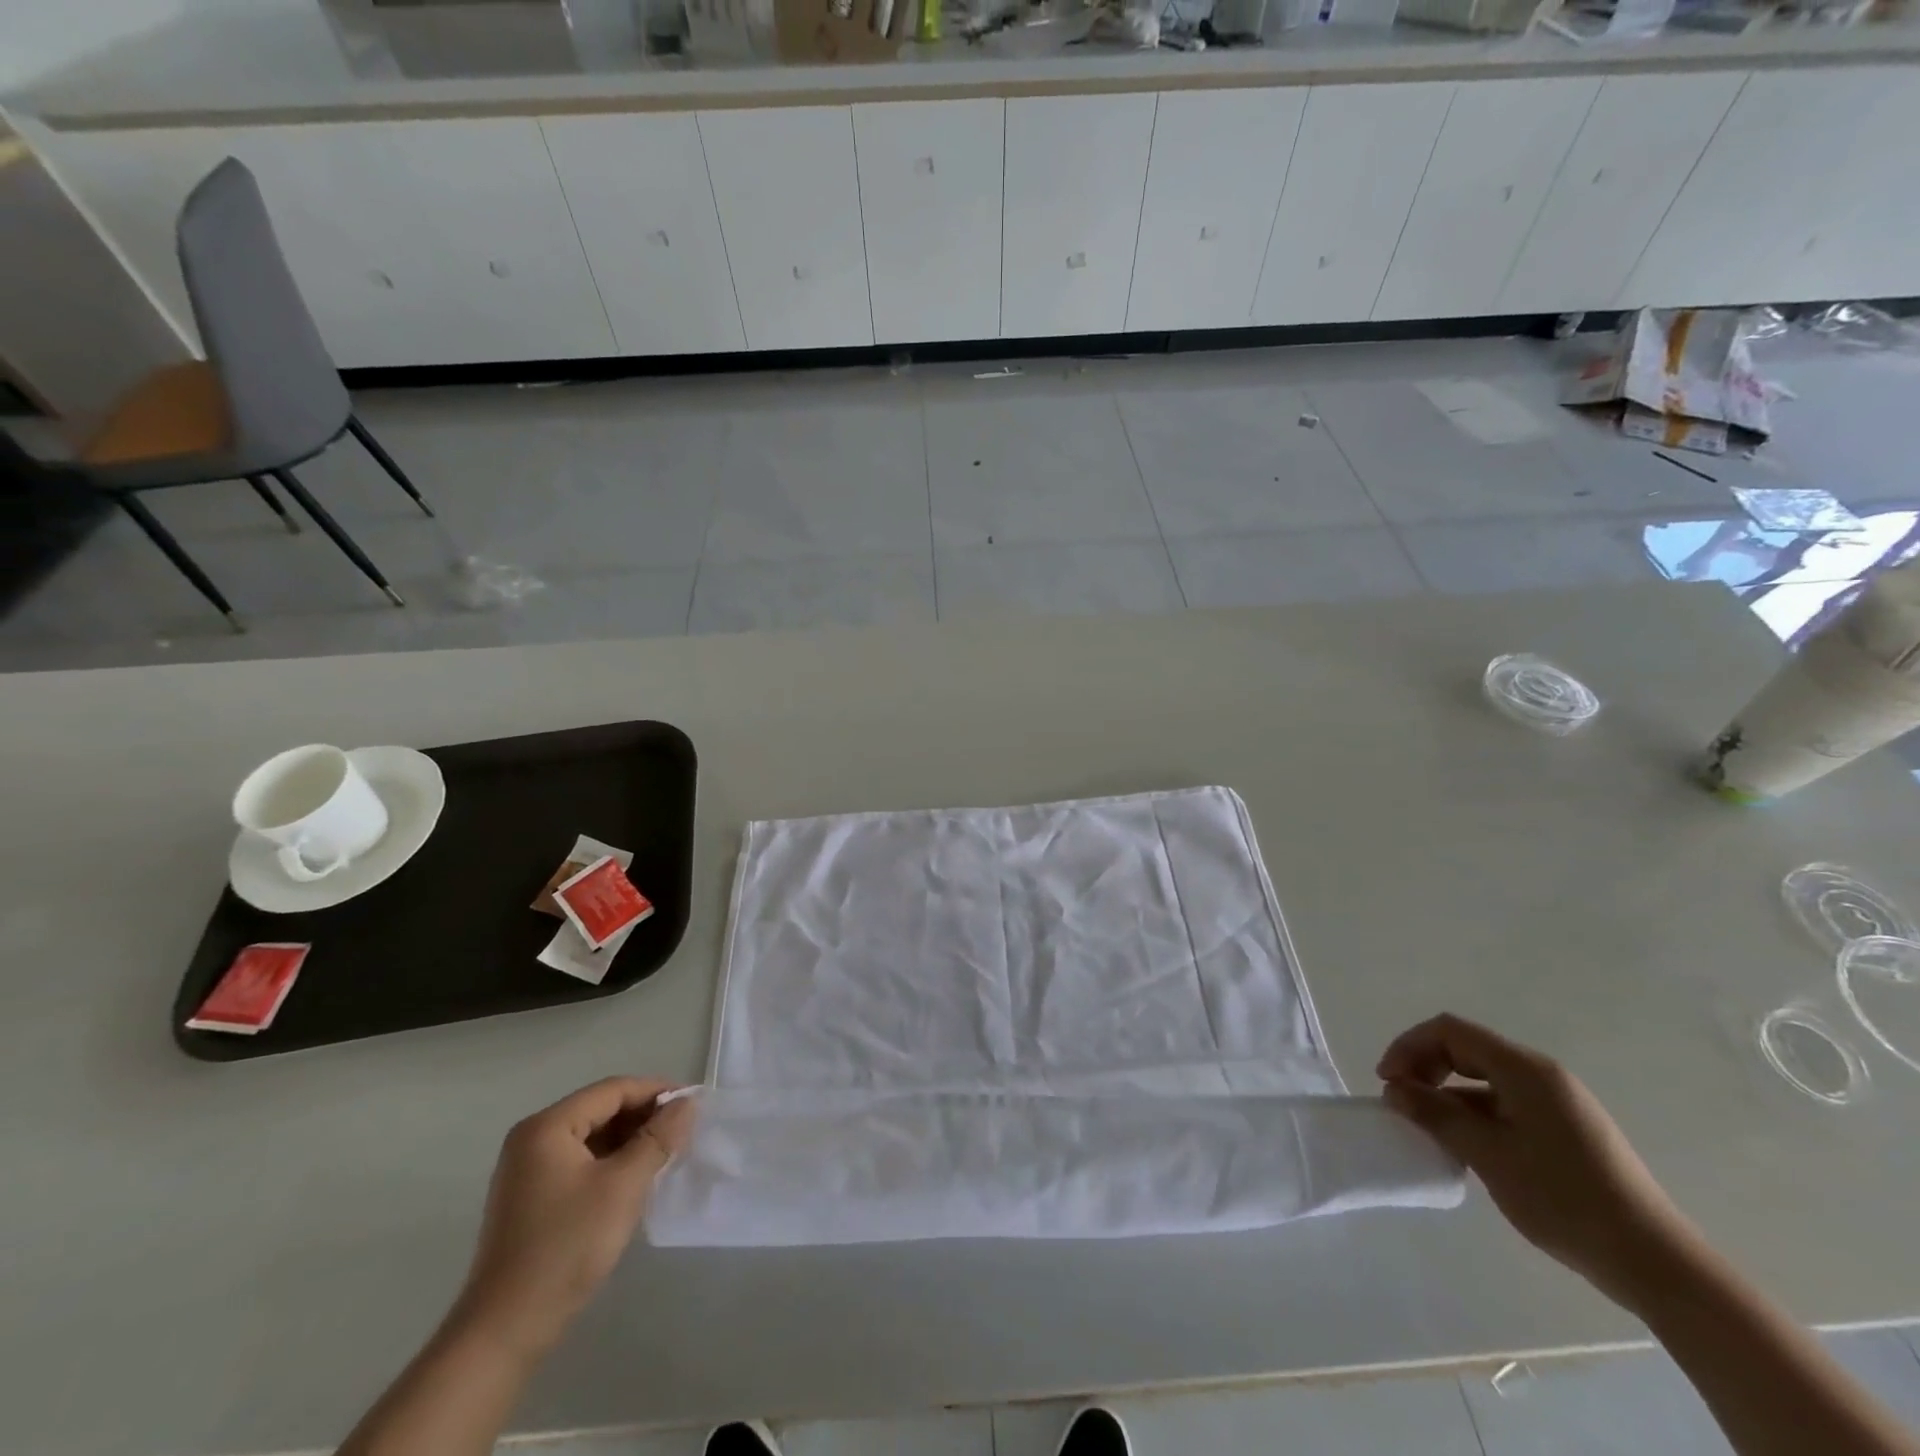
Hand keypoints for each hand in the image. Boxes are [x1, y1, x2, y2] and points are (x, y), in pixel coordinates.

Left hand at [454, 1077, 696, 1360]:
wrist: (505, 1332)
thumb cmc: (566, 1247)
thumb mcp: (623, 1186)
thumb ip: (658, 1138)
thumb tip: (686, 1103)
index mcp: (548, 1126)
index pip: (612, 1090)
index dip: (656, 1091)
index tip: (693, 1103)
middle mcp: (532, 1139)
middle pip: (600, 1109)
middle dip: (643, 1116)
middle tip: (684, 1130)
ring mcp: (528, 1170)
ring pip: (592, 1136)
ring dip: (630, 1140)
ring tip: (666, 1153)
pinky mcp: (531, 1198)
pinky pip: (580, 1161)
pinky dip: (611, 1162)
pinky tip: (635, 1178)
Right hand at [1378, 1014, 1695, 1308]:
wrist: (1655, 1262)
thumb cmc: (1564, 1198)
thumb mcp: (1488, 1155)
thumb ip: (1436, 1115)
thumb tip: (1395, 1090)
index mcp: (1524, 1069)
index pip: (1450, 1031)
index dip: (1410, 1047)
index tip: (1388, 1082)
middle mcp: (1541, 1075)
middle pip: (1466, 1049)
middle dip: (1425, 1068)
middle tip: (1402, 1102)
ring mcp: (1558, 1103)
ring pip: (1484, 1080)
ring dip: (1448, 1095)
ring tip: (1428, 1129)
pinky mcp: (1566, 1131)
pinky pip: (1505, 1104)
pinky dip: (1474, 1114)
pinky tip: (1466, 1148)